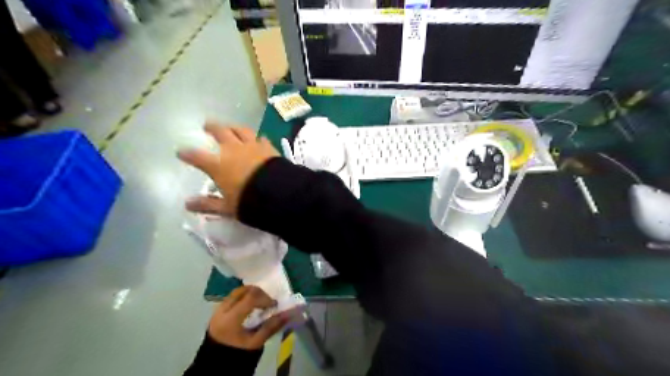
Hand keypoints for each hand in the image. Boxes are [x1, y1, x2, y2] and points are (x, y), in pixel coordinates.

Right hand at [176, 122, 279, 215]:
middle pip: (220, 133)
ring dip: (233, 127)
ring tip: (230, 126)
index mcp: (218, 165)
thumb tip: (187, 204)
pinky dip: (257, 138)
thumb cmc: (248, 201)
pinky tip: (258, 138)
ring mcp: (251, 146)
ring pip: (240, 130)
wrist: (277, 192)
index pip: (197, 157)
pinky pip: (261, 138)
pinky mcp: (268, 147)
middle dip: (212, 128)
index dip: (188, 154)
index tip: (181, 152)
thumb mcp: (226, 207)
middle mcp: (233, 151)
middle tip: (207, 125)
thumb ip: (207, 204)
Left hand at [208, 285, 287, 348]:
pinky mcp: (217, 311)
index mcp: (231, 319)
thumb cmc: (237, 354)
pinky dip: (243, 297)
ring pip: (237, 292)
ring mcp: (218, 309)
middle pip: (243, 290)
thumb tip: (288, 314)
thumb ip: (271, 326)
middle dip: (259, 293)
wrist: (217, 364)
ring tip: (259, 303)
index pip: (250, 298)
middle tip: (267, 302)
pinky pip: (232, 297)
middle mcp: (222, 310)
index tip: (274, 305)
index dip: (265, 298)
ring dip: (251, 293)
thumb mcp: (256, 342)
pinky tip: (250, 307)